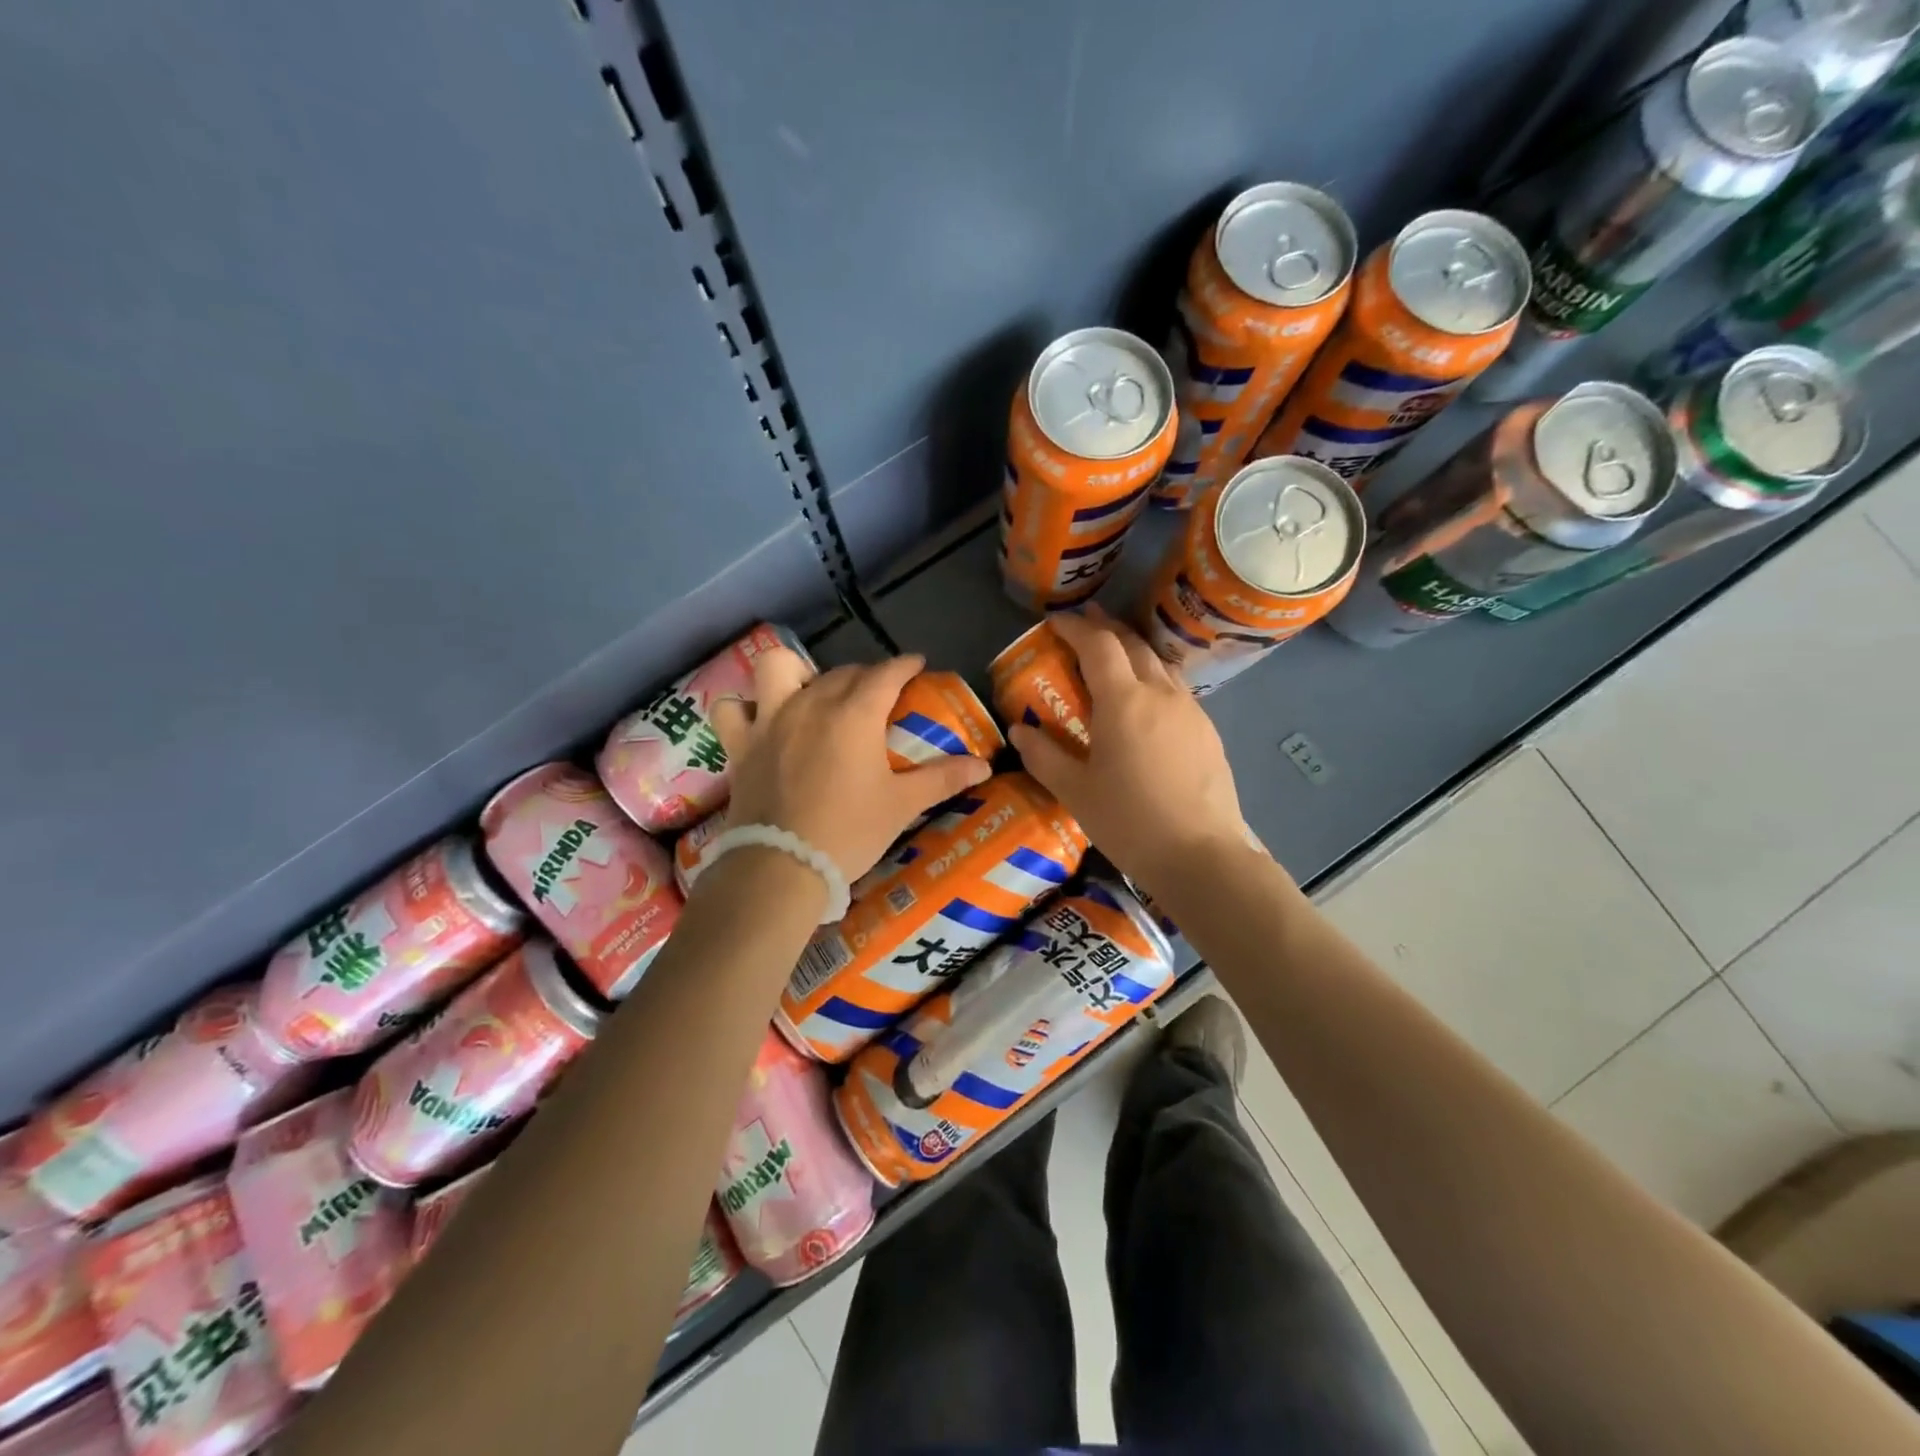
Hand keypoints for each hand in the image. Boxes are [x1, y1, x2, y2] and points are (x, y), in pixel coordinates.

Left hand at [711, 650, 991, 879]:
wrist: (781, 867)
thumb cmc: (849, 832)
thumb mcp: (902, 805)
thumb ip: (943, 778)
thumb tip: (984, 766)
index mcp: (856, 714)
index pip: (886, 673)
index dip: (904, 665)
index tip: (916, 664)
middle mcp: (811, 703)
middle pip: (843, 672)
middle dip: (865, 676)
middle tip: (879, 697)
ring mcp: (770, 720)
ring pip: (778, 668)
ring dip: (796, 672)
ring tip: (809, 692)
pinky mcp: (740, 744)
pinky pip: (731, 708)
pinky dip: (744, 706)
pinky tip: (758, 718)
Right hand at [1008, 607, 1249, 893]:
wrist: (1201, 855)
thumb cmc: (1129, 822)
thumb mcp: (1075, 791)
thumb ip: (1043, 756)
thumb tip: (1019, 731)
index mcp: (1124, 700)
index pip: (1098, 645)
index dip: (1075, 627)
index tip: (1055, 621)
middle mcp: (1160, 693)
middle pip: (1133, 643)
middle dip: (1106, 628)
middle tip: (1084, 623)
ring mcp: (1190, 710)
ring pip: (1159, 663)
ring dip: (1133, 649)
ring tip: (1114, 654)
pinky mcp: (1207, 731)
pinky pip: (1176, 688)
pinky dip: (1154, 677)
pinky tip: (1146, 700)